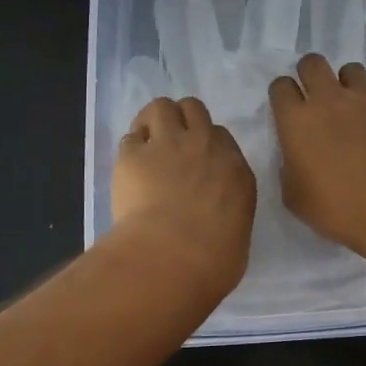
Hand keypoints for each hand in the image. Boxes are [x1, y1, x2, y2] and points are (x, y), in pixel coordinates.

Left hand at [111, 96, 256, 298]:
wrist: (173, 255)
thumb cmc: (214, 259)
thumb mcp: (237, 233)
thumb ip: (228, 212)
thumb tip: (216, 218)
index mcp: (234, 168)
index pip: (220, 136)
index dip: (205, 144)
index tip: (196, 162)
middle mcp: (204, 145)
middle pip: (193, 108)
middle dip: (182, 120)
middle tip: (171, 143)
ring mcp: (167, 144)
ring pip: (160, 106)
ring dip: (153, 120)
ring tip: (147, 142)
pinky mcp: (133, 155)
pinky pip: (130, 137)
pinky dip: (130, 149)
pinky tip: (128, 167)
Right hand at [268, 54, 365, 256]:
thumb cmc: (338, 209)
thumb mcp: (296, 197)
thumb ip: (290, 168)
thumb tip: (298, 157)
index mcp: (298, 121)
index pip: (280, 86)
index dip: (282, 94)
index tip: (287, 108)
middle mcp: (330, 101)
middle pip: (313, 63)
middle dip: (310, 73)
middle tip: (315, 96)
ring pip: (351, 70)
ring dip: (346, 83)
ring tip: (351, 107)